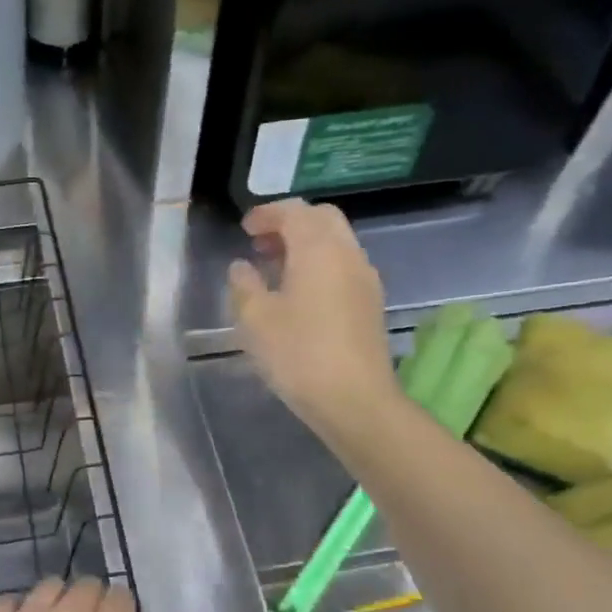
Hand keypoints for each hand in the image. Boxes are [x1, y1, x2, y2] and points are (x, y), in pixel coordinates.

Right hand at [228, 198, 401, 442]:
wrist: (354, 399)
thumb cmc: (298, 354)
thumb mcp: (255, 319)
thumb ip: (244, 285)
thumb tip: (241, 266)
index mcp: (318, 250)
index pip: (294, 212)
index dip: (267, 214)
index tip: (245, 228)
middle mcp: (347, 254)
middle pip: (322, 219)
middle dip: (290, 223)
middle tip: (261, 243)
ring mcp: (364, 278)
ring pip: (336, 242)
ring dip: (306, 245)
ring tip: (275, 269)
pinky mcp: (370, 303)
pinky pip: (343, 266)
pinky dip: (319, 264)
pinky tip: (299, 293)